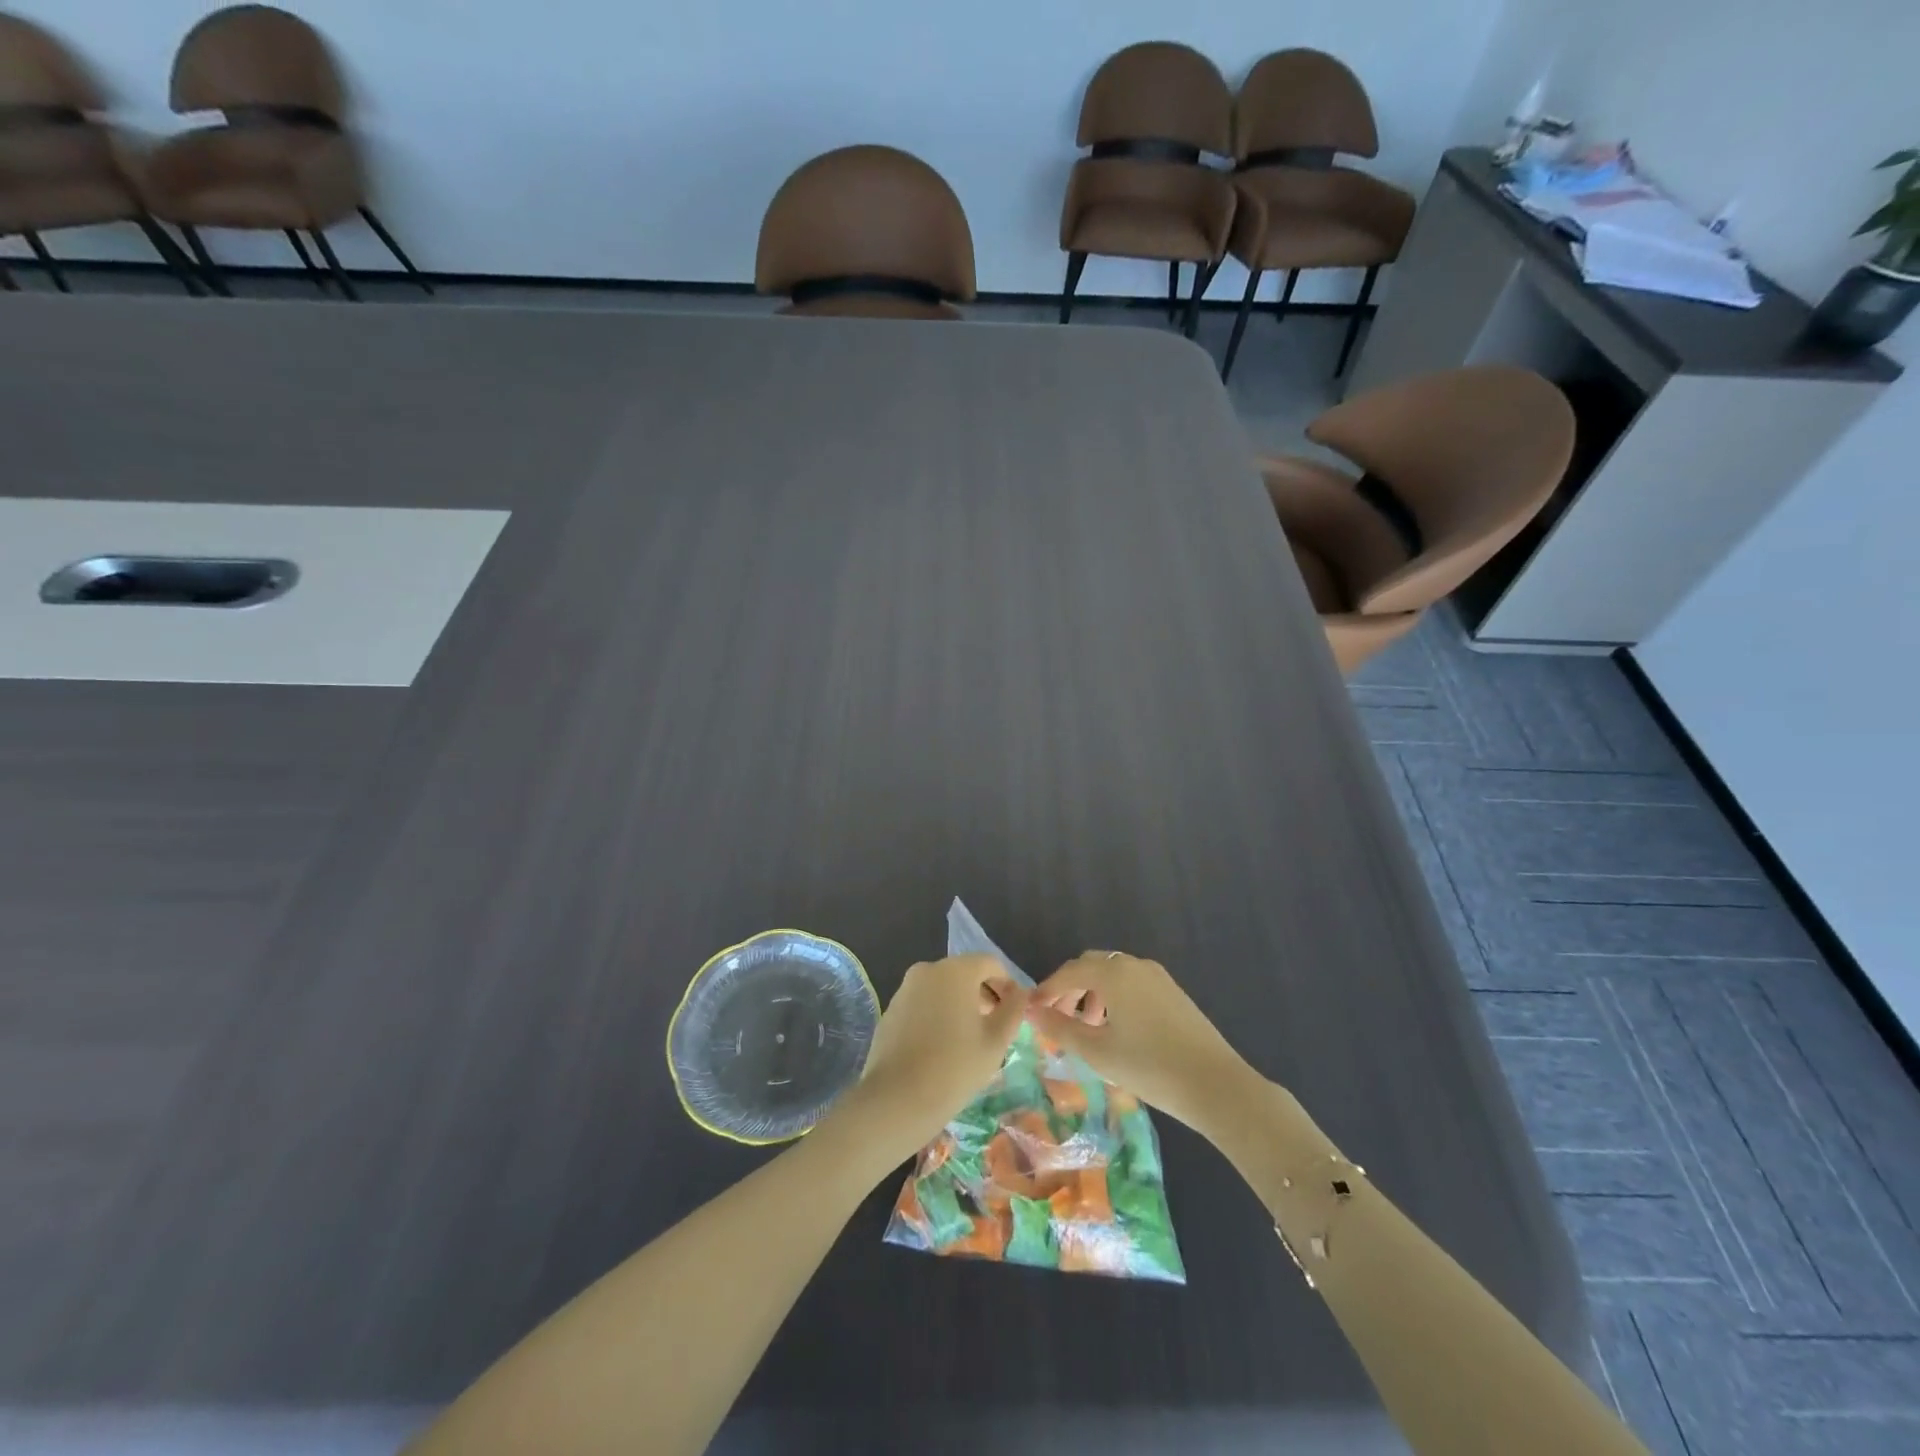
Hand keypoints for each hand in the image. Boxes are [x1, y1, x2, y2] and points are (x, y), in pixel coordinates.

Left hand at [842, 955, 1025, 1161]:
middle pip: (964, 973)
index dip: (1007, 984)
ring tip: (969, 1040)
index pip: (990, 963)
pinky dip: (936, 1015)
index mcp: (955, 971)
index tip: (1014, 1011)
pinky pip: (922, 1003)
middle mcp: (927, 970)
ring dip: (959, 1004)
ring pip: (941, 988)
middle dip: (983, 994)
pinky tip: (940, 1047)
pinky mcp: (890, 1010)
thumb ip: (1013, 1010)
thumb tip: (1020, 993)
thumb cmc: (955, 1067)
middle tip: (994, 1027)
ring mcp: (904, 989)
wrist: (897, 1099)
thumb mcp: (996, 1041)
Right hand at [1028, 952, 1260, 1138]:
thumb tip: (1032, 1011)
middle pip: (1091, 966)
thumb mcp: (1097, 1051)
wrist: (1215, 1085)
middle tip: (1057, 1018)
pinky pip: (1132, 983)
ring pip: (1113, 974)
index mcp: (1113, 972)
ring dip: (1092, 992)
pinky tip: (1117, 1029)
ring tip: (1087, 1028)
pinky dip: (1115, 997)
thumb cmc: (1149, 1067)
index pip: (1069, 971)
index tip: (1031, 1011)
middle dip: (1069, 988)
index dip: (1047, 989)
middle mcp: (1134, 965)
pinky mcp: (1173, 992)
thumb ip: (1060, 1028)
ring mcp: (1158, 976)